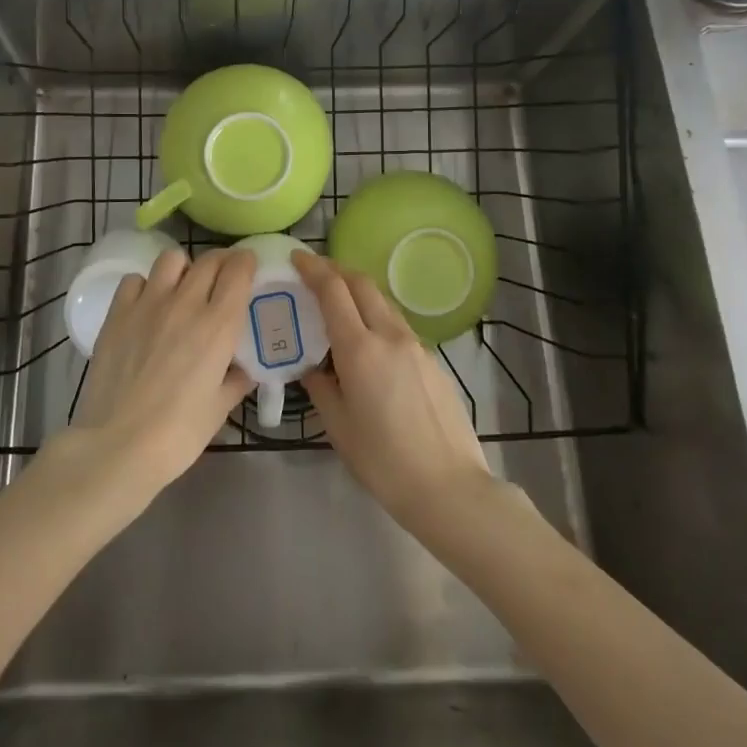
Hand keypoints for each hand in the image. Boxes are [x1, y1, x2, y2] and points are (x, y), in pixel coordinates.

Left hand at [64, 247, 256, 496]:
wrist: (117, 446)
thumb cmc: (177, 435)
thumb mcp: (219, 409)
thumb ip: (236, 381)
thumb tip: (244, 369)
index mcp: (218, 326)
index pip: (238, 271)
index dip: (247, 262)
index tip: (249, 267)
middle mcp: (186, 304)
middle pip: (209, 260)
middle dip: (222, 262)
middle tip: (223, 277)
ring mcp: (148, 304)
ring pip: (172, 259)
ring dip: (184, 268)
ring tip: (183, 289)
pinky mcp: (117, 313)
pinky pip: (135, 280)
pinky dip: (146, 286)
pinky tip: (147, 306)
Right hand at [296, 252, 492, 532]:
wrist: (450, 488)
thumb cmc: (384, 462)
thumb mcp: (339, 427)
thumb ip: (321, 387)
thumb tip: (312, 367)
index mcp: (360, 349)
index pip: (333, 291)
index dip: (313, 269)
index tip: (296, 259)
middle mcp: (389, 335)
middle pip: (362, 284)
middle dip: (336, 270)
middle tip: (314, 272)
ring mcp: (416, 346)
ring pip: (383, 302)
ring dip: (358, 291)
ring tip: (339, 302)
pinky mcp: (432, 360)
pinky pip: (397, 325)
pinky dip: (376, 316)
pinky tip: (368, 341)